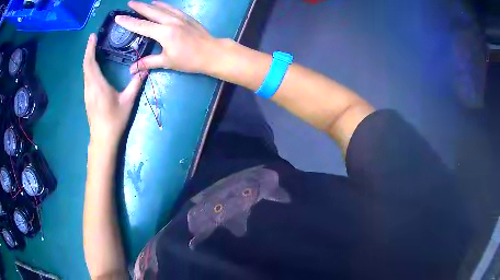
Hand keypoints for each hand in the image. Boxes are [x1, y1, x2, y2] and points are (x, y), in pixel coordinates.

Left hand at [83, 33, 146, 147]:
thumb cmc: (114, 120)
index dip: (90, 49)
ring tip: (94, 48)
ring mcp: (87, 93)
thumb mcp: (128, 101)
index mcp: (98, 85)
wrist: (103, 139)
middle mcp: (89, 87)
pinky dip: (89, 67)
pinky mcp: (87, 97)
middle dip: (88, 50)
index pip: (90, 63)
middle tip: (94, 38)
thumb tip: (144, 70)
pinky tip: (93, 65)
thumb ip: (135, 84)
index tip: (92, 36)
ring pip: (85, 71)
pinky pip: (86, 78)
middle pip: (86, 65)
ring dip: (88, 58)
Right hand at [115, 1, 218, 73]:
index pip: (141, 26)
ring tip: (141, 2)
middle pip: (151, 12)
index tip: (118, 18)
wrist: (212, 53)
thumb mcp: (167, 62)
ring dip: (150, 5)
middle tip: (129, 3)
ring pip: (162, 8)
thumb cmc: (189, 60)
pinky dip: (164, 5)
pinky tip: (159, 3)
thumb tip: (131, 69)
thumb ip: (148, 62)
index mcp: (164, 33)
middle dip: (139, 7)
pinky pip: (172, 9)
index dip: (128, 22)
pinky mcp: (187, 17)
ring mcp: (180, 18)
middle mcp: (170, 21)